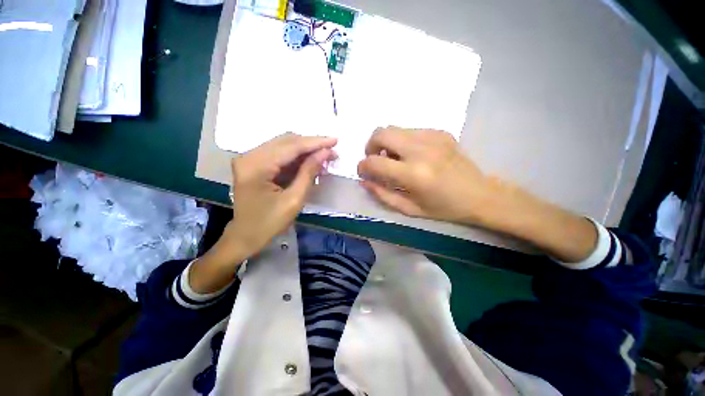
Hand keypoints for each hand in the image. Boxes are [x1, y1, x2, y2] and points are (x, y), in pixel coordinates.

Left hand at [218, 133, 336, 262]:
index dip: (315, 143)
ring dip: (305, 150)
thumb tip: (324, 153)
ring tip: (325, 157)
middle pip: (286, 141)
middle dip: (311, 145)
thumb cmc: (269, 223)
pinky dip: (297, 158)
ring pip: (284, 145)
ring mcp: (250, 159)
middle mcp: (250, 156)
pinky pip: (279, 154)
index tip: (335, 140)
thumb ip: (309, 173)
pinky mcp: (254, 163)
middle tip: (332, 150)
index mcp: (256, 166)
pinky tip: (311, 162)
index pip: (291, 146)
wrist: (245, 236)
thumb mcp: (294, 200)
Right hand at [357, 127, 494, 225]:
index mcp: (413, 174)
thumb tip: (364, 180)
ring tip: (394, 158)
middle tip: (375, 159)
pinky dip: (403, 141)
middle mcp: (420, 150)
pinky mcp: (440, 132)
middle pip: (381, 133)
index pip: (374, 162)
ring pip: (394, 128)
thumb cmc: (443, 208)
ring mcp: (432, 137)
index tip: (364, 172)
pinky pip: (410, 130)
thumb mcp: (409, 209)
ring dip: (386, 143)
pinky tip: (412, 154)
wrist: (480, 194)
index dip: (362, 166)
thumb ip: (382, 194)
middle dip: (370, 145)